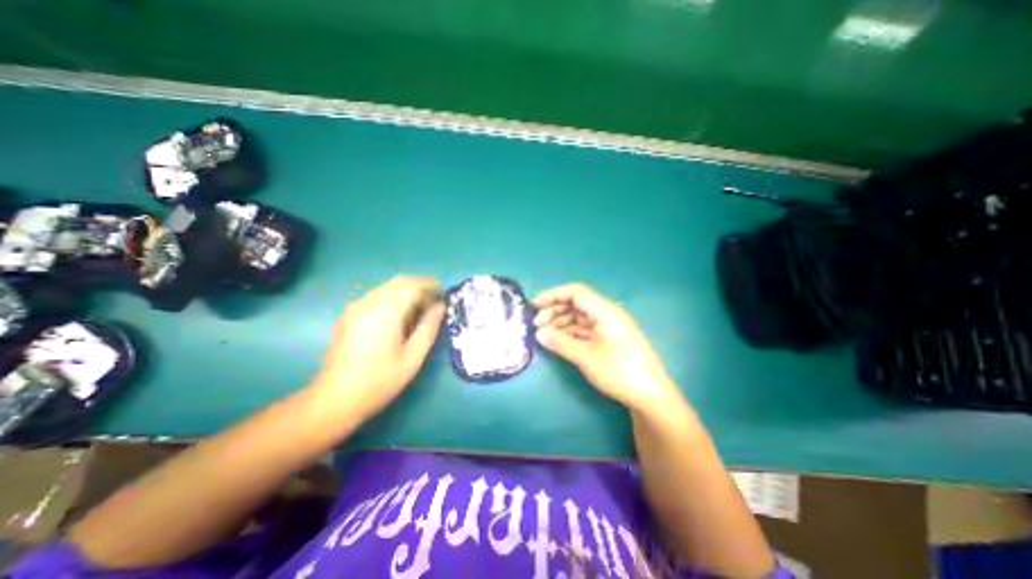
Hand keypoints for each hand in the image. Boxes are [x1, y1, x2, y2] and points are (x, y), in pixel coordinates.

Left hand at [313, 274, 444, 419]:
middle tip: (434, 305)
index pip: (412, 284)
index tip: (444, 296)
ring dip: (407, 293)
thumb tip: (440, 307)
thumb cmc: (379, 381)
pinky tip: (399, 318)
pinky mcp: (350, 313)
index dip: (431, 285)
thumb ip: (428, 328)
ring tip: (420, 312)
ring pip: (388, 287)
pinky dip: (394, 298)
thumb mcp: (412, 358)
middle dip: (421, 287)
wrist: (334, 399)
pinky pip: (378, 295)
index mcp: (385, 312)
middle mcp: (369, 302)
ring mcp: (356, 307)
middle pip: (400, 282)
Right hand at [532, 282, 682, 414]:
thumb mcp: (587, 357)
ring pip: (579, 317)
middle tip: (536, 324)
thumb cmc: (620, 371)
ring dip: (561, 322)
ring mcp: (609, 327)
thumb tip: (539, 333)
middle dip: (555, 310)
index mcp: (605, 311)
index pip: (575, 292)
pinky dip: (570, 333)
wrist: (651, 396)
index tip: (534, 304)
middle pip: (577, 303)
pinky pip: (585, 330)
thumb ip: (561, 342)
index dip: (553, 295)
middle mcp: (607, 314)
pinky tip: (559, 341)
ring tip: (544, 334)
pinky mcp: (609, 340)